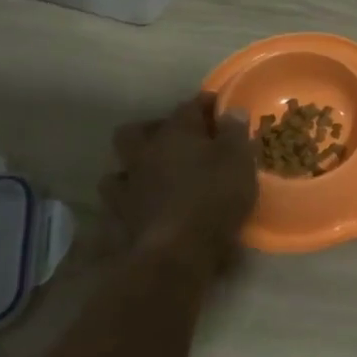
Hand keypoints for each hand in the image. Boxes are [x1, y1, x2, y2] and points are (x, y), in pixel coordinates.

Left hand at [102, 94, 256, 273]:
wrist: (176, 252)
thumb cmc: (213, 198)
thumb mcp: (238, 160)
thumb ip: (235, 133)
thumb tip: (232, 111)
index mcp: (176, 133)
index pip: (189, 107)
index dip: (204, 104)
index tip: (218, 106)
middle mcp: (145, 153)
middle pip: (136, 131)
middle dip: (153, 130)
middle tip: (175, 140)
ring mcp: (128, 186)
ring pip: (119, 168)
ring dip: (133, 168)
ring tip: (153, 176)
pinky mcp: (120, 218)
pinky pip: (117, 203)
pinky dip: (129, 202)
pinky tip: (141, 208)